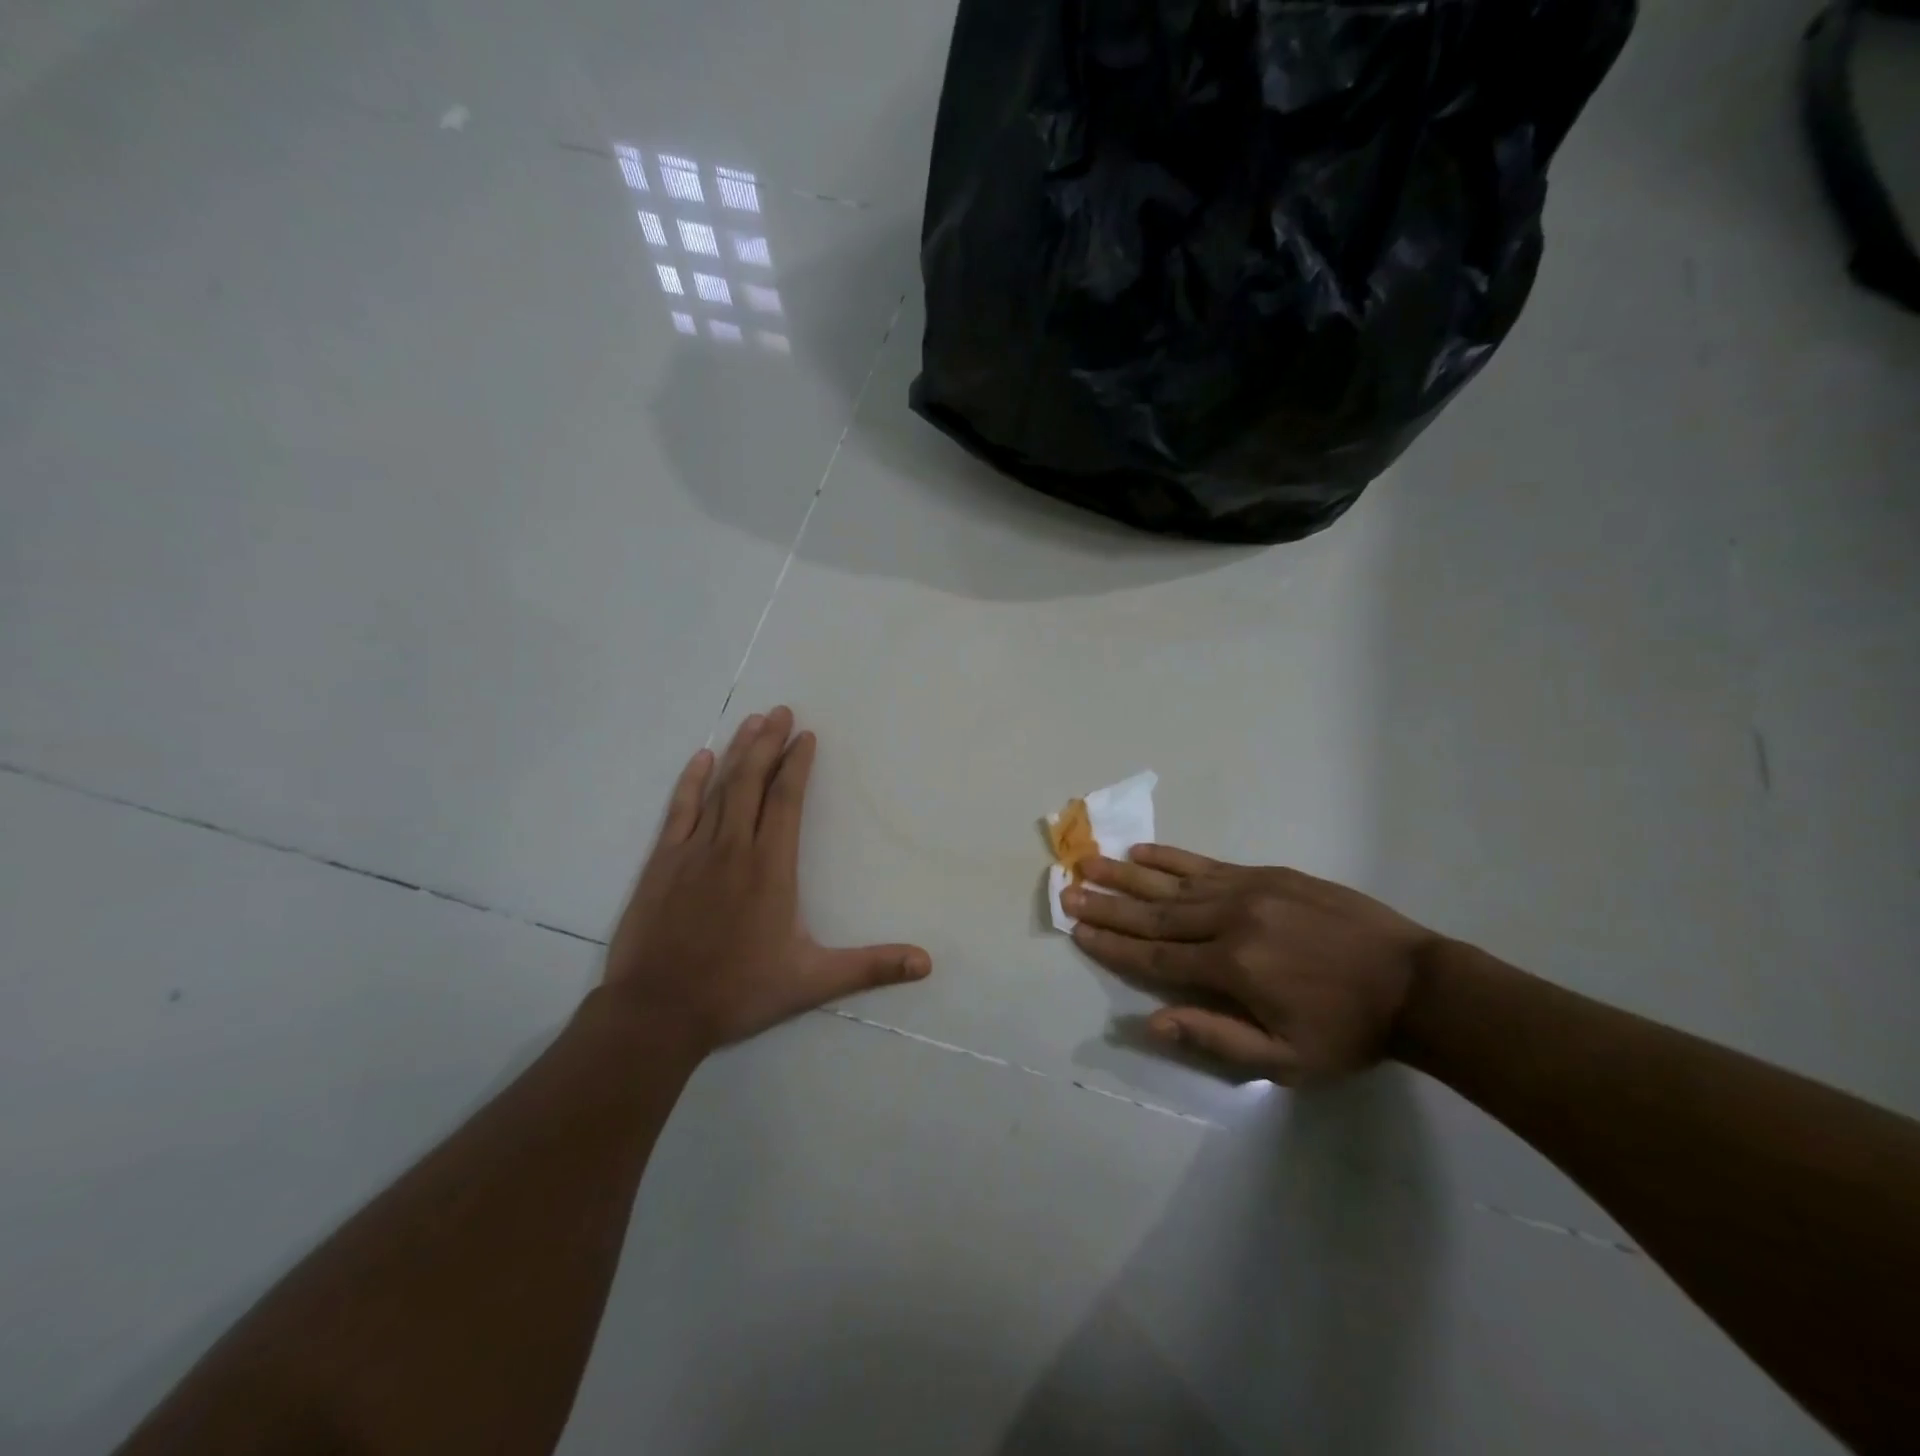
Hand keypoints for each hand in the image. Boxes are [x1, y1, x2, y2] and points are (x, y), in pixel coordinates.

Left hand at [602, 707, 930, 1055]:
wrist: (656, 1011)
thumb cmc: (738, 991)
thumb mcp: (812, 981)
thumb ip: (870, 966)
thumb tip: (927, 963)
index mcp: (771, 867)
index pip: (787, 801)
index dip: (797, 765)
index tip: (806, 736)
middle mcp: (733, 847)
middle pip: (753, 782)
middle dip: (769, 743)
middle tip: (781, 711)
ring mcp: (693, 851)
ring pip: (719, 788)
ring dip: (738, 752)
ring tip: (753, 721)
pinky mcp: (662, 862)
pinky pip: (679, 810)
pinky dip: (690, 781)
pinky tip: (701, 758)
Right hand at [1062, 846, 1435, 1085]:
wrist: (1414, 983)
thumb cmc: (1347, 1030)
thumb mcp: (1286, 1059)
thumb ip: (1215, 1036)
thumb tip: (1152, 1022)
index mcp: (1231, 967)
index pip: (1154, 956)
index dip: (1112, 944)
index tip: (1076, 929)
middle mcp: (1229, 920)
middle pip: (1153, 913)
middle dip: (1106, 904)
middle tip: (1067, 890)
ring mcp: (1248, 890)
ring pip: (1173, 883)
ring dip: (1126, 874)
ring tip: (1089, 862)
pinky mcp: (1265, 874)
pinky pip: (1206, 864)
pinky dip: (1170, 858)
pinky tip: (1143, 852)